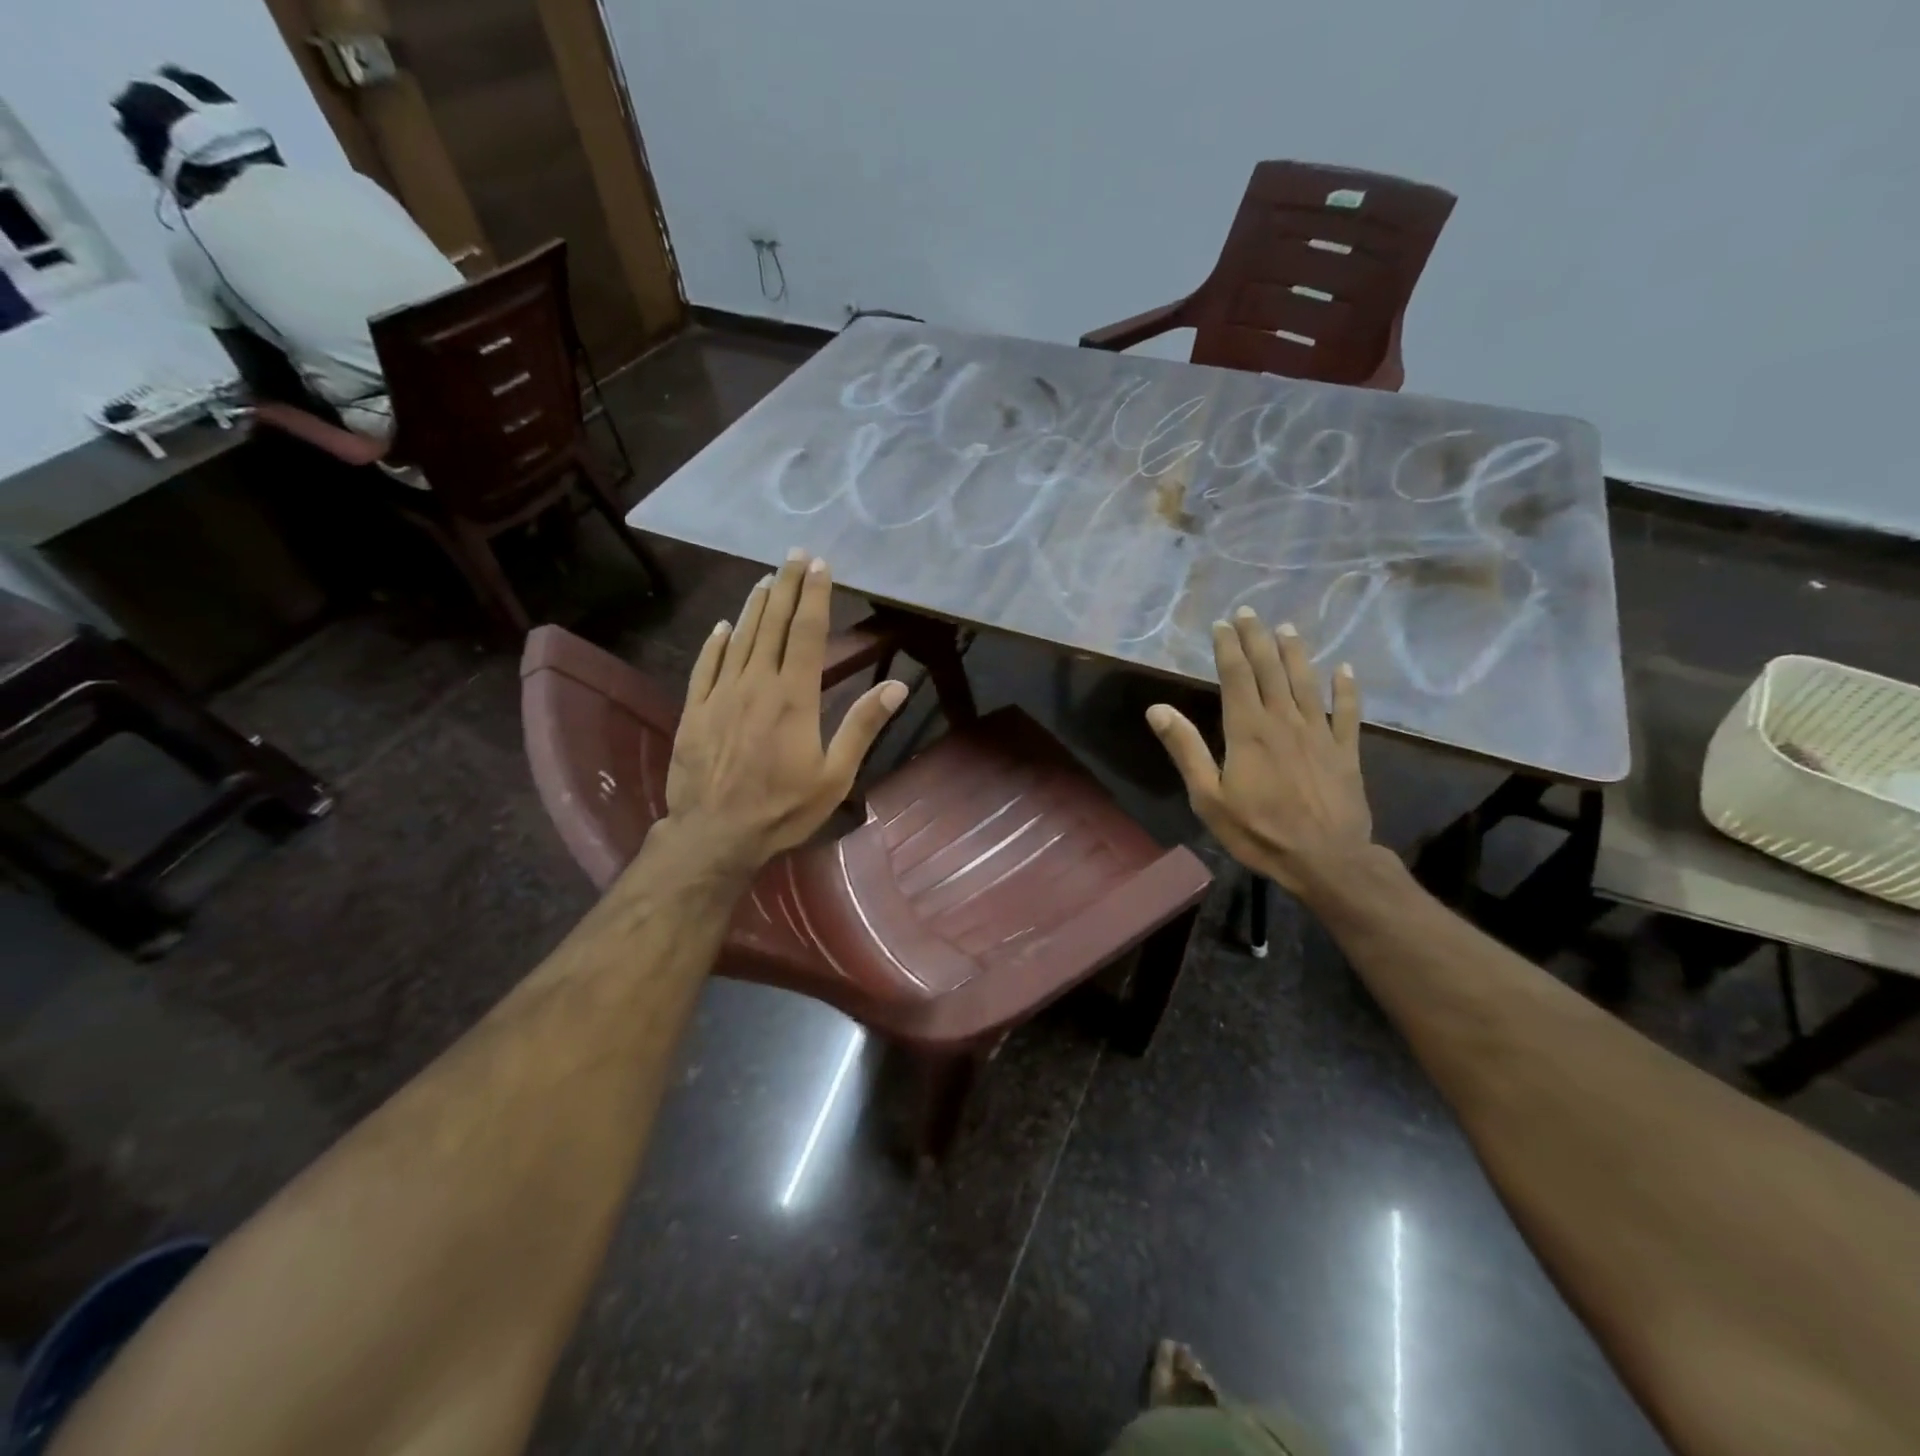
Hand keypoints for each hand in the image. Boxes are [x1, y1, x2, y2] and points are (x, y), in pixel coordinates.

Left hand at [660, 550, 906, 879]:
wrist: (714, 834)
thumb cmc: (783, 808)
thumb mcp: (835, 775)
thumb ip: (862, 726)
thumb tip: (898, 686)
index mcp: (794, 697)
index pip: (807, 634)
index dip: (815, 596)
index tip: (821, 565)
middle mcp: (756, 683)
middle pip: (773, 624)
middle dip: (786, 587)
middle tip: (794, 555)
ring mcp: (721, 694)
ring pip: (740, 638)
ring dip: (755, 606)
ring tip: (767, 579)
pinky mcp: (694, 710)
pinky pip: (706, 665)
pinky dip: (716, 642)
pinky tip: (723, 626)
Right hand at [1146, 607, 1375, 899]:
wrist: (1326, 860)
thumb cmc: (1259, 831)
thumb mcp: (1208, 797)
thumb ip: (1186, 750)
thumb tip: (1158, 709)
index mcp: (1248, 730)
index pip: (1237, 676)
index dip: (1228, 647)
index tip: (1222, 624)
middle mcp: (1285, 721)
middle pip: (1271, 670)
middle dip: (1257, 639)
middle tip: (1249, 612)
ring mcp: (1319, 734)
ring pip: (1307, 682)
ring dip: (1295, 653)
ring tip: (1286, 628)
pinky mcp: (1345, 751)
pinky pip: (1347, 712)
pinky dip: (1346, 689)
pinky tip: (1345, 670)